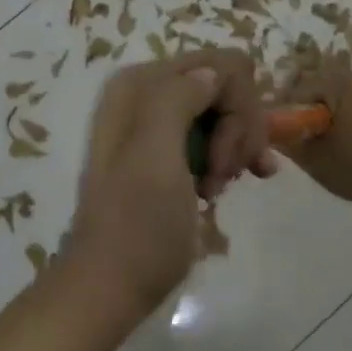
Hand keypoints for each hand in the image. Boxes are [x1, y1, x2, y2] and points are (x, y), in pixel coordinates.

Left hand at [63, 50, 274, 319]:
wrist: (112, 285)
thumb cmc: (137, 226)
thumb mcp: (154, 157)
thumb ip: (177, 99)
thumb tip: (213, 72)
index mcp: (141, 85)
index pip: (221, 65)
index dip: (239, 109)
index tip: (229, 158)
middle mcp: (148, 94)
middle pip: (227, 86)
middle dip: (239, 130)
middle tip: (226, 176)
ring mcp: (160, 124)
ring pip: (228, 112)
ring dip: (237, 148)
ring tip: (221, 188)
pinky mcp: (172, 151)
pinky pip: (219, 134)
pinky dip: (235, 156)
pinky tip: (238, 182)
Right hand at [280, 63, 351, 214]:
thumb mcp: (313, 160)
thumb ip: (289, 142)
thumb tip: (273, 132)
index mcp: (340, 85)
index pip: (302, 88)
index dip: (290, 109)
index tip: (287, 130)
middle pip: (328, 86)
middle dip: (315, 106)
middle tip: (309, 133)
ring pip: (350, 93)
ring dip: (338, 109)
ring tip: (335, 137)